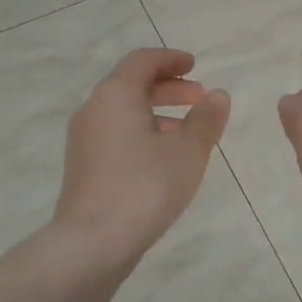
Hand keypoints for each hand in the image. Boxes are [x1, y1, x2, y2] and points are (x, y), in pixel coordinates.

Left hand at [55, 48, 229, 262]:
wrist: (92, 242)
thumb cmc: (145, 186)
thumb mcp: (187, 152)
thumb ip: (205, 120)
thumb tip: (218, 95)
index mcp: (115, 95)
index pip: (142, 61)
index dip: (171, 59)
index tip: (195, 66)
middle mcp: (94, 109)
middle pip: (132, 85)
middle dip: (168, 88)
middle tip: (199, 98)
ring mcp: (84, 140)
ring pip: (124, 113)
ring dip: (157, 114)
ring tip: (189, 133)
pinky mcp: (83, 166)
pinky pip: (116, 135)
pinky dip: (142, 133)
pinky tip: (164, 159)